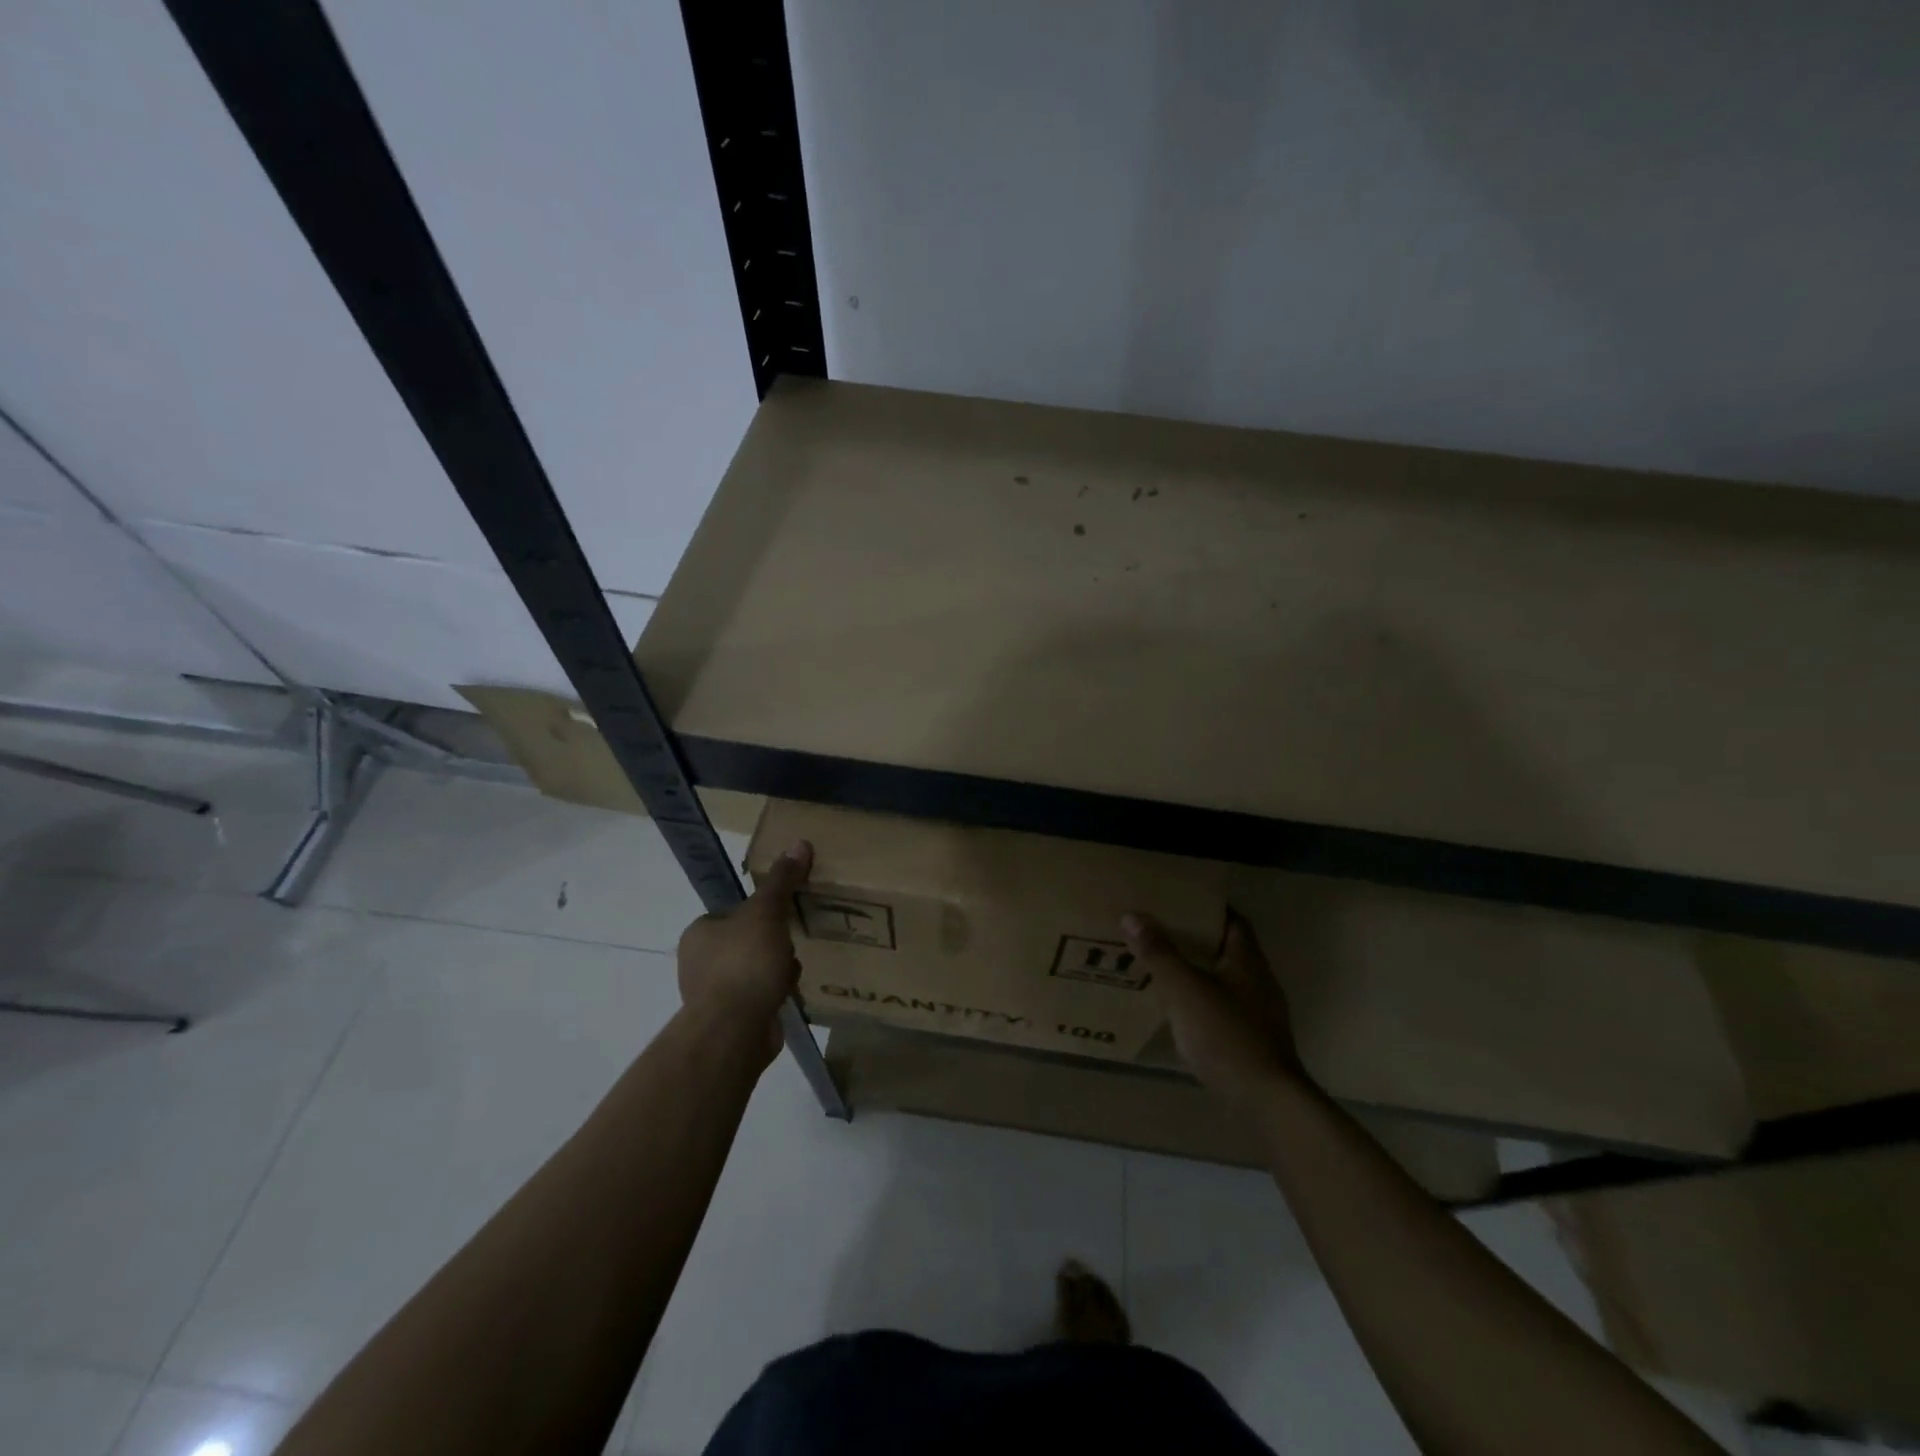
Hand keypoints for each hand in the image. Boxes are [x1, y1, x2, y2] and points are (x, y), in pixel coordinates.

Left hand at [676, 839, 811, 1061]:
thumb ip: (782, 880)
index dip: (763, 912)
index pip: (735, 912)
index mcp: (699, 932)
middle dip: (774, 943)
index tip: (782, 917)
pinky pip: (759, 995)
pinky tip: (787, 994)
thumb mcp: (767, 912)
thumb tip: (800, 842)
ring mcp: (712, 994)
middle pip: (749, 940)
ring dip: (778, 968)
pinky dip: (774, 992)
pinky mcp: (730, 1020)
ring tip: (789, 972)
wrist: (734, 1031)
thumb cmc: (745, 963)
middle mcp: (698, 962)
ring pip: (756, 968)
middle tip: (790, 944)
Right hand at [1121, 910, 1308, 1108]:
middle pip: (1227, 948)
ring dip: (1198, 971)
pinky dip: (1202, 1001)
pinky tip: (1180, 1010)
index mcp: (1248, 961)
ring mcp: (1259, 1013)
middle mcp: (1259, 981)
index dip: (1207, 907)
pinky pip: (1224, 1007)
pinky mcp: (1254, 1040)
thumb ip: (1159, 954)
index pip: (1232, 920)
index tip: (1177, 900)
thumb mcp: (1185, 991)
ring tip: (1162, 967)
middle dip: (1195, 939)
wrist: (1267, 1101)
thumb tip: (1131, 915)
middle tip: (1159, 931)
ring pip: (1225, 979)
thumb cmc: (1227, 1036)